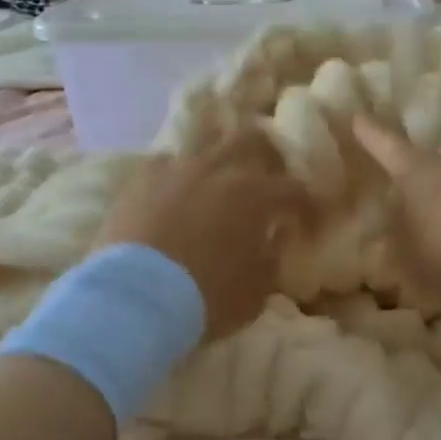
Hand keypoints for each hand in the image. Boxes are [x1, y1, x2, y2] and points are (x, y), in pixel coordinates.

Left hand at [97, 132, 309, 340]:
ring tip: (217, 177)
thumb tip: (272, 239)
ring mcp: (175, 169)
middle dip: (265, 154)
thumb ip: (270, 260)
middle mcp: (217, 169)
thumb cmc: (204, 300)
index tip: (307, 221)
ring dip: (217, 156)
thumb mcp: (254, 293)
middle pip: (250, 139)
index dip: (306, 204)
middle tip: (265, 177)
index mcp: (254, 195)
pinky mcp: (139, 180)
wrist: (133, 301)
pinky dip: (177, 174)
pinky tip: (174, 191)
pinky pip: (165, 163)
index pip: (294, 189)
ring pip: (204, 142)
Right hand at [350, 115, 440, 297]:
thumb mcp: (405, 256)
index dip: (369, 133)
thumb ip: (393, 247)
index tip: (357, 115)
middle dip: (411, 181)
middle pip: (423, 167)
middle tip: (397, 195)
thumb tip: (387, 238)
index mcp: (414, 169)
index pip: (385, 145)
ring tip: (432, 233)